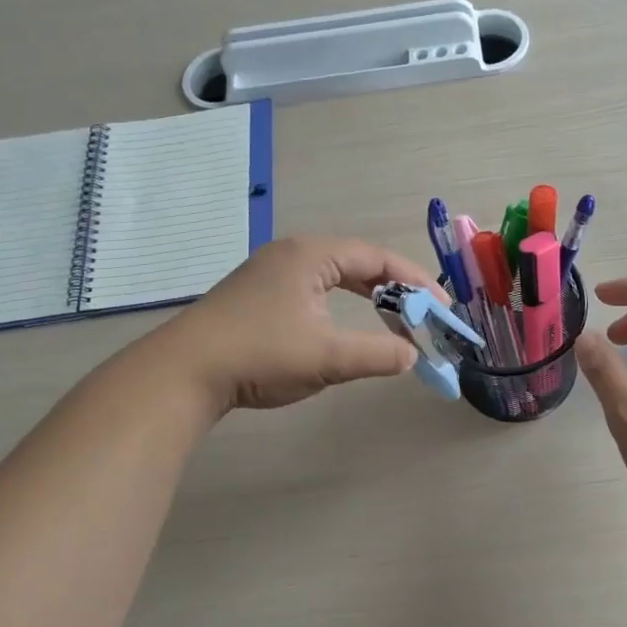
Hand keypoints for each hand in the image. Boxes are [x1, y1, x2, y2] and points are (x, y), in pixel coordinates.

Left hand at [158, 236, 440, 412]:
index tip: (443, 308)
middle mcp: (292, 254)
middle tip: (424, 315)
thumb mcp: (327, 357)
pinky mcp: (258, 295)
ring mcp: (271, 273)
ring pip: (335, 277)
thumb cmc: (260, 355)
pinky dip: (342, 305)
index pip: (378, 258)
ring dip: (369, 298)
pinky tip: (346, 326)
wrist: (183, 372)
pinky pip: (315, 290)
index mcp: (312, 255)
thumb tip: (413, 357)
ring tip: (395, 321)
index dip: (416, 282)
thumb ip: (377, 354)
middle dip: (396, 289)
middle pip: (358, 263)